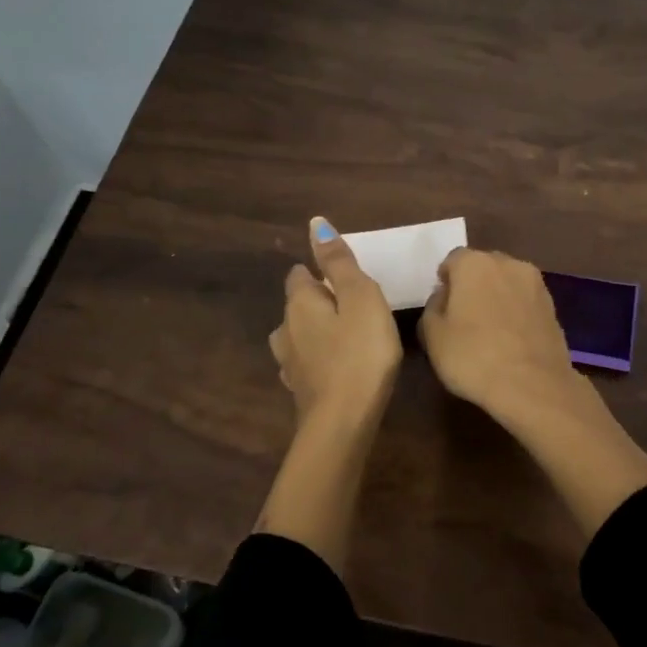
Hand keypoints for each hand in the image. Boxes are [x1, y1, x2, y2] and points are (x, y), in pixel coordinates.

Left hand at [269, 217, 401, 422]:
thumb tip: (315, 224)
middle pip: (296, 306)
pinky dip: (315, 359)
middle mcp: (286, 329)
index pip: (299, 275)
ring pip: (296, 336)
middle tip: (348, 303)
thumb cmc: (360, 352)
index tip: (341, 276)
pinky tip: (330, 367)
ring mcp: (290, 363)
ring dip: (312, 331)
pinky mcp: (300, 391)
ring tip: (339, 334)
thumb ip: (340, 262)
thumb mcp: (360, 298)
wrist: (343, 421)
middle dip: (315, 300)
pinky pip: (305, 364)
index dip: (317, 271)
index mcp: (300, 303)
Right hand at [419, 248, 577, 415]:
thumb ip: (432, 307)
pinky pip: (525, 301)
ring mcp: (535, 284)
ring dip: (497, 297)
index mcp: (474, 263)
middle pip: (483, 267)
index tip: (442, 306)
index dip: (445, 281)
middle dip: (472, 285)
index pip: (453, 260)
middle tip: (463, 316)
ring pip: (507, 282)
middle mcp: (507, 263)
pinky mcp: (553, 306)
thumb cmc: (473, 357)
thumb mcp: (432, 336)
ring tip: (489, 329)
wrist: (533, 386)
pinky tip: (510, 338)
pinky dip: (516, 311)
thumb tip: (444, 296)